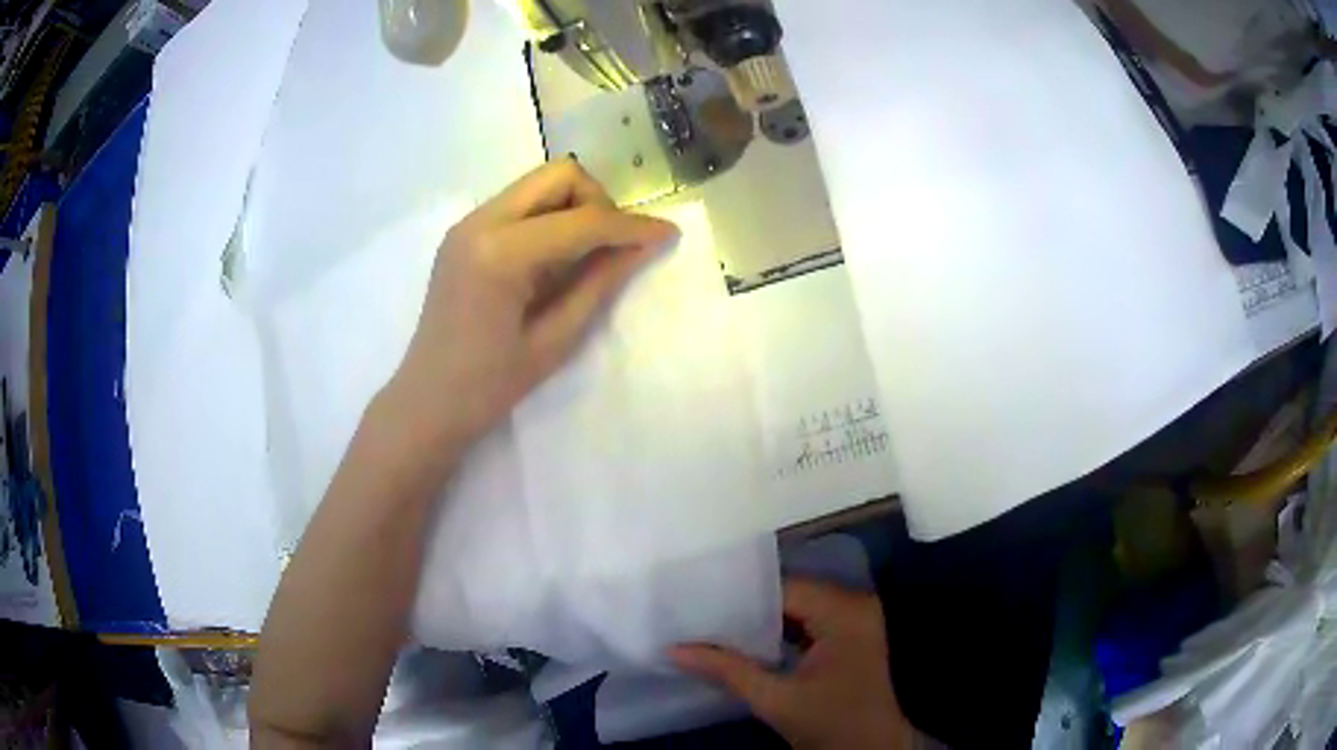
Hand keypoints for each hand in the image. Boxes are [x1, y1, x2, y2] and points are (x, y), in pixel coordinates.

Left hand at [389, 159, 678, 447]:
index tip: (668, 235)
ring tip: (584, 257)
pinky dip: (550, 217)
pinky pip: (521, 203)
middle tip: (612, 248)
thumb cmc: (489, 387)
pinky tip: (554, 259)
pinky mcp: (464, 232)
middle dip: (598, 203)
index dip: (631, 226)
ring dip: (574, 207)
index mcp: (500, 253)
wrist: (426, 402)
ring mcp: (468, 223)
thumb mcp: (555, 340)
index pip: (582, 220)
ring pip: (540, 183)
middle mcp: (480, 222)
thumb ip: (601, 283)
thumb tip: (644, 246)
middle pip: (559, 175)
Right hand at [672, 580, 912, 749]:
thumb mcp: (774, 699)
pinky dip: (779, 631)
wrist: (872, 749)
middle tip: (698, 615)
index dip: (738, 597)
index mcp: (843, 611)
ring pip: (797, 607)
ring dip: (761, 620)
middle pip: (790, 594)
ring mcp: (856, 617)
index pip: (782, 589)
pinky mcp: (852, 633)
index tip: (696, 603)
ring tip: (712, 626)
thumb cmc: (829, 725)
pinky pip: (809, 620)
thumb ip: (726, 670)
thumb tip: (673, 649)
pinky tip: (745, 641)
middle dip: (746, 609)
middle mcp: (855, 603)